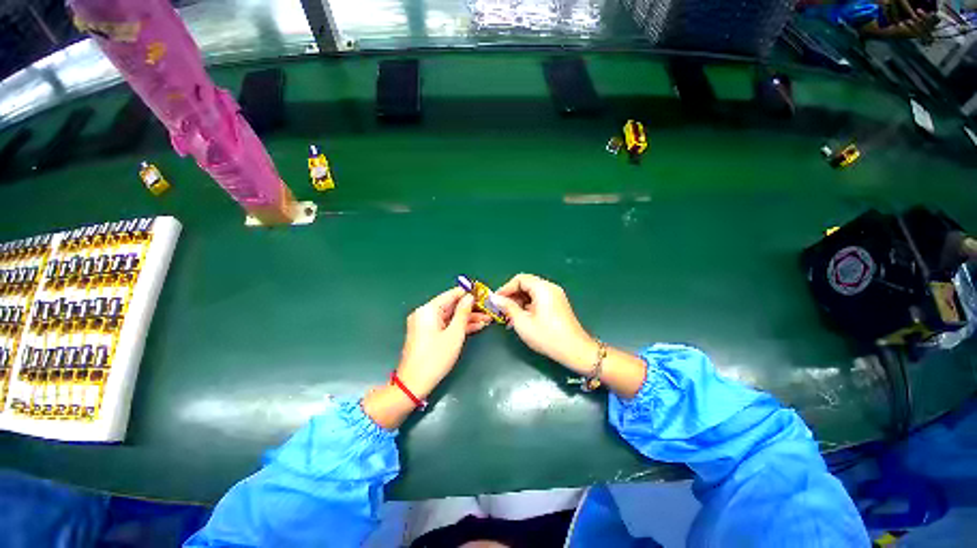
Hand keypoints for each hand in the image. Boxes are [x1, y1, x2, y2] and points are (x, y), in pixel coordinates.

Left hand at [396, 287, 489, 398]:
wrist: (414, 384)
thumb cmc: (435, 358)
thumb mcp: (454, 334)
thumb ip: (463, 313)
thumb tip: (470, 297)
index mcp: (428, 310)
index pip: (451, 295)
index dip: (468, 294)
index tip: (483, 294)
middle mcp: (425, 313)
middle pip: (451, 306)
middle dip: (471, 308)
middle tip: (488, 310)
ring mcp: (425, 324)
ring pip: (450, 316)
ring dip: (468, 318)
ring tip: (487, 320)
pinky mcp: (428, 334)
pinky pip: (445, 325)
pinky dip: (459, 326)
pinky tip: (476, 327)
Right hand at [492, 273, 599, 373]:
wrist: (574, 350)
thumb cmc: (547, 336)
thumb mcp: (522, 322)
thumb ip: (507, 307)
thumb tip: (495, 298)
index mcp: (543, 288)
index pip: (520, 279)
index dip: (506, 288)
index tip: (496, 300)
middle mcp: (550, 288)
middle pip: (526, 284)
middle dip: (512, 295)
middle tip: (502, 309)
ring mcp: (555, 296)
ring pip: (532, 292)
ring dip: (519, 301)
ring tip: (510, 316)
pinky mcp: (557, 304)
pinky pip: (539, 299)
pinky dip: (528, 305)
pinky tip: (521, 318)